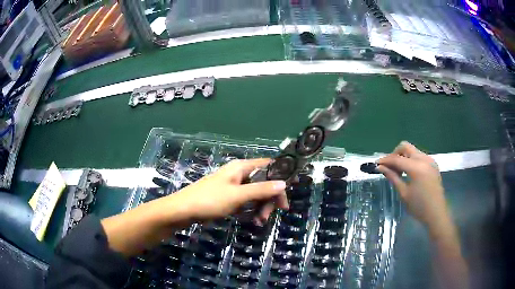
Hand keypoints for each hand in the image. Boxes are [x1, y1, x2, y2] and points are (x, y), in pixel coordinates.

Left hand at [172, 158, 287, 222]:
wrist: (183, 210)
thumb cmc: (210, 200)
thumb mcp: (238, 196)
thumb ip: (261, 190)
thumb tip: (284, 184)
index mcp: (241, 167)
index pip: (268, 166)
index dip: (280, 177)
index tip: (285, 195)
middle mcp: (239, 173)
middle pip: (264, 182)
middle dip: (269, 198)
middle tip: (270, 215)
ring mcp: (234, 185)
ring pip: (256, 192)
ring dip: (261, 206)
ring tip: (260, 221)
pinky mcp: (229, 196)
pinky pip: (246, 200)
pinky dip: (252, 209)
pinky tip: (253, 219)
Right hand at [377, 141, 448, 229]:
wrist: (436, 213)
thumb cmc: (419, 207)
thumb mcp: (404, 193)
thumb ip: (393, 177)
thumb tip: (381, 168)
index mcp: (417, 167)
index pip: (397, 158)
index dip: (385, 160)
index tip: (376, 164)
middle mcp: (424, 159)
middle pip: (405, 147)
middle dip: (395, 154)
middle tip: (389, 167)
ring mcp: (430, 160)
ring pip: (412, 150)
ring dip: (403, 157)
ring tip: (398, 171)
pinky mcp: (433, 163)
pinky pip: (419, 155)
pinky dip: (411, 160)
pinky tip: (409, 172)